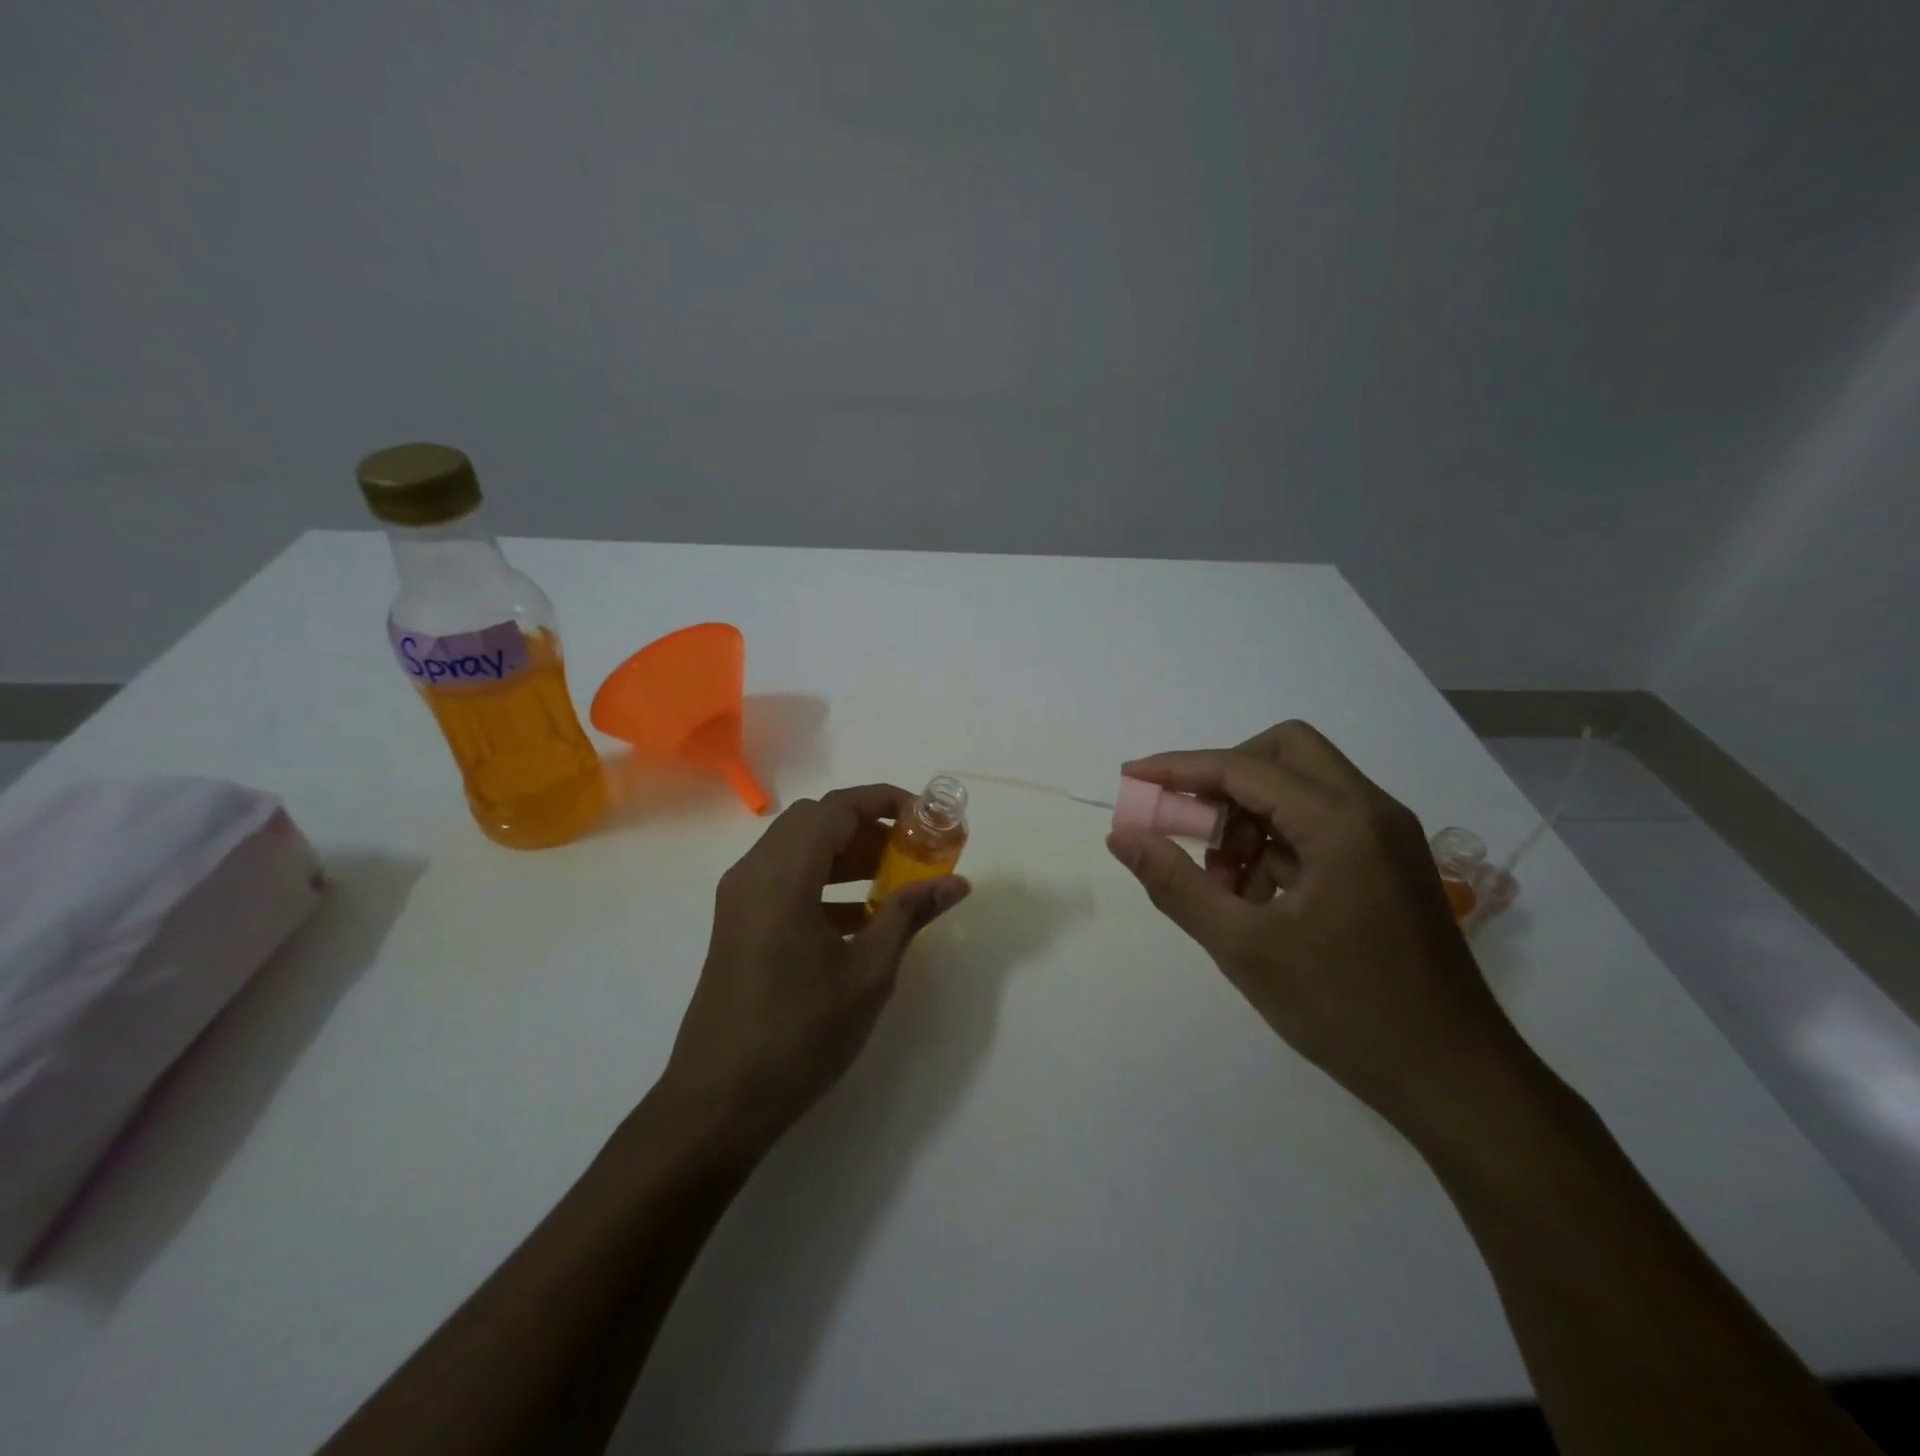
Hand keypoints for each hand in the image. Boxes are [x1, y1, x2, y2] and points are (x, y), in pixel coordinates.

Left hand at [659, 784, 970, 1155]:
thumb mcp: (868, 972)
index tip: (927, 817)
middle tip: (912, 849)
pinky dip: (823, 879)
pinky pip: (784, 878)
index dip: (885, 801)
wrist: (719, 1100)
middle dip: (868, 826)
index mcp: (782, 875)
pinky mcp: (737, 923)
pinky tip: (860, 915)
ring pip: (798, 848)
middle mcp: (754, 872)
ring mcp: (740, 898)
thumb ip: (909, 915)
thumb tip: (957, 883)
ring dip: (846, 852)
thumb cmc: (799, 1033)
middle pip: (815, 821)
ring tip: (894, 878)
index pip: (837, 808)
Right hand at [1107, 721, 1535, 1135]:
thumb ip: (1176, 884)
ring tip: (1223, 883)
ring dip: (1249, 817)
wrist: (1456, 1081)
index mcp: (1341, 821)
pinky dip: (1277, 844)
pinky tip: (1257, 900)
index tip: (1131, 778)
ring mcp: (1386, 837)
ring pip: (1301, 789)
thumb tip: (1123, 836)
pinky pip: (1320, 825)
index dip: (1179, 768)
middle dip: (1225, 779)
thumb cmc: (1346, 1011)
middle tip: (1190, 826)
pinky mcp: (1388, 865)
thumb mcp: (1244, 948)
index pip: (1244, 767)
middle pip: (1284, 753)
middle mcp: (1371, 811)